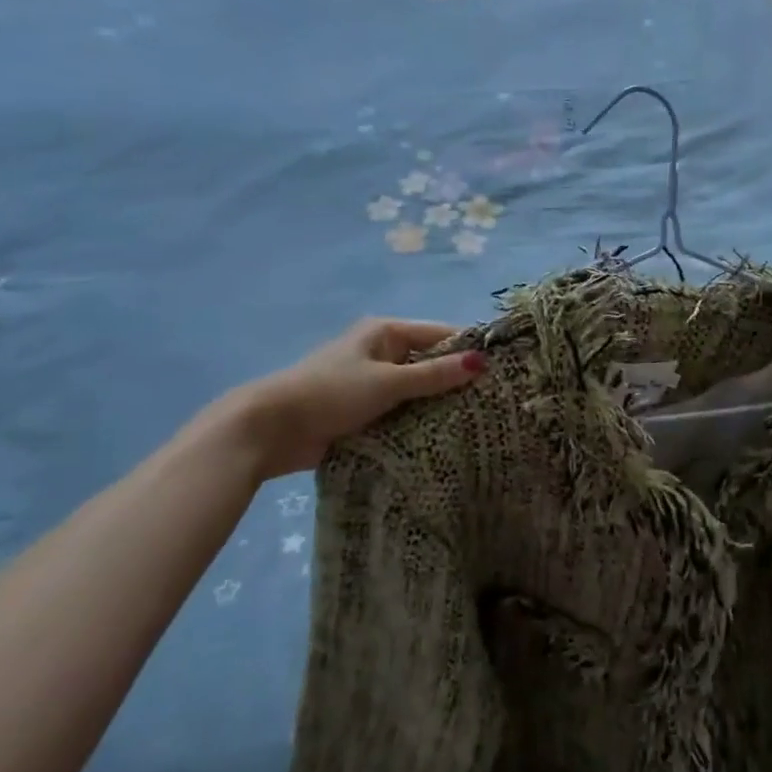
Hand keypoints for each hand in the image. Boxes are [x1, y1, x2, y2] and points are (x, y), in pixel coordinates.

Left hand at [217, 318, 486, 482]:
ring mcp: (370, 383)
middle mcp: (380, 352)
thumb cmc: (331, 393)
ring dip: (437, 405)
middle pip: (429, 362)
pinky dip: (417, 422)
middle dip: (456, 380)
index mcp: (385, 332)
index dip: (469, 348)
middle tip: (495, 402)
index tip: (502, 369)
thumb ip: (434, 375)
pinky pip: (400, 412)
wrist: (269, 429)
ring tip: (478, 422)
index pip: (440, 334)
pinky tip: (444, 438)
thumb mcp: (387, 383)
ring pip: (416, 391)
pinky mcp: (362, 412)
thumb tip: (482, 361)